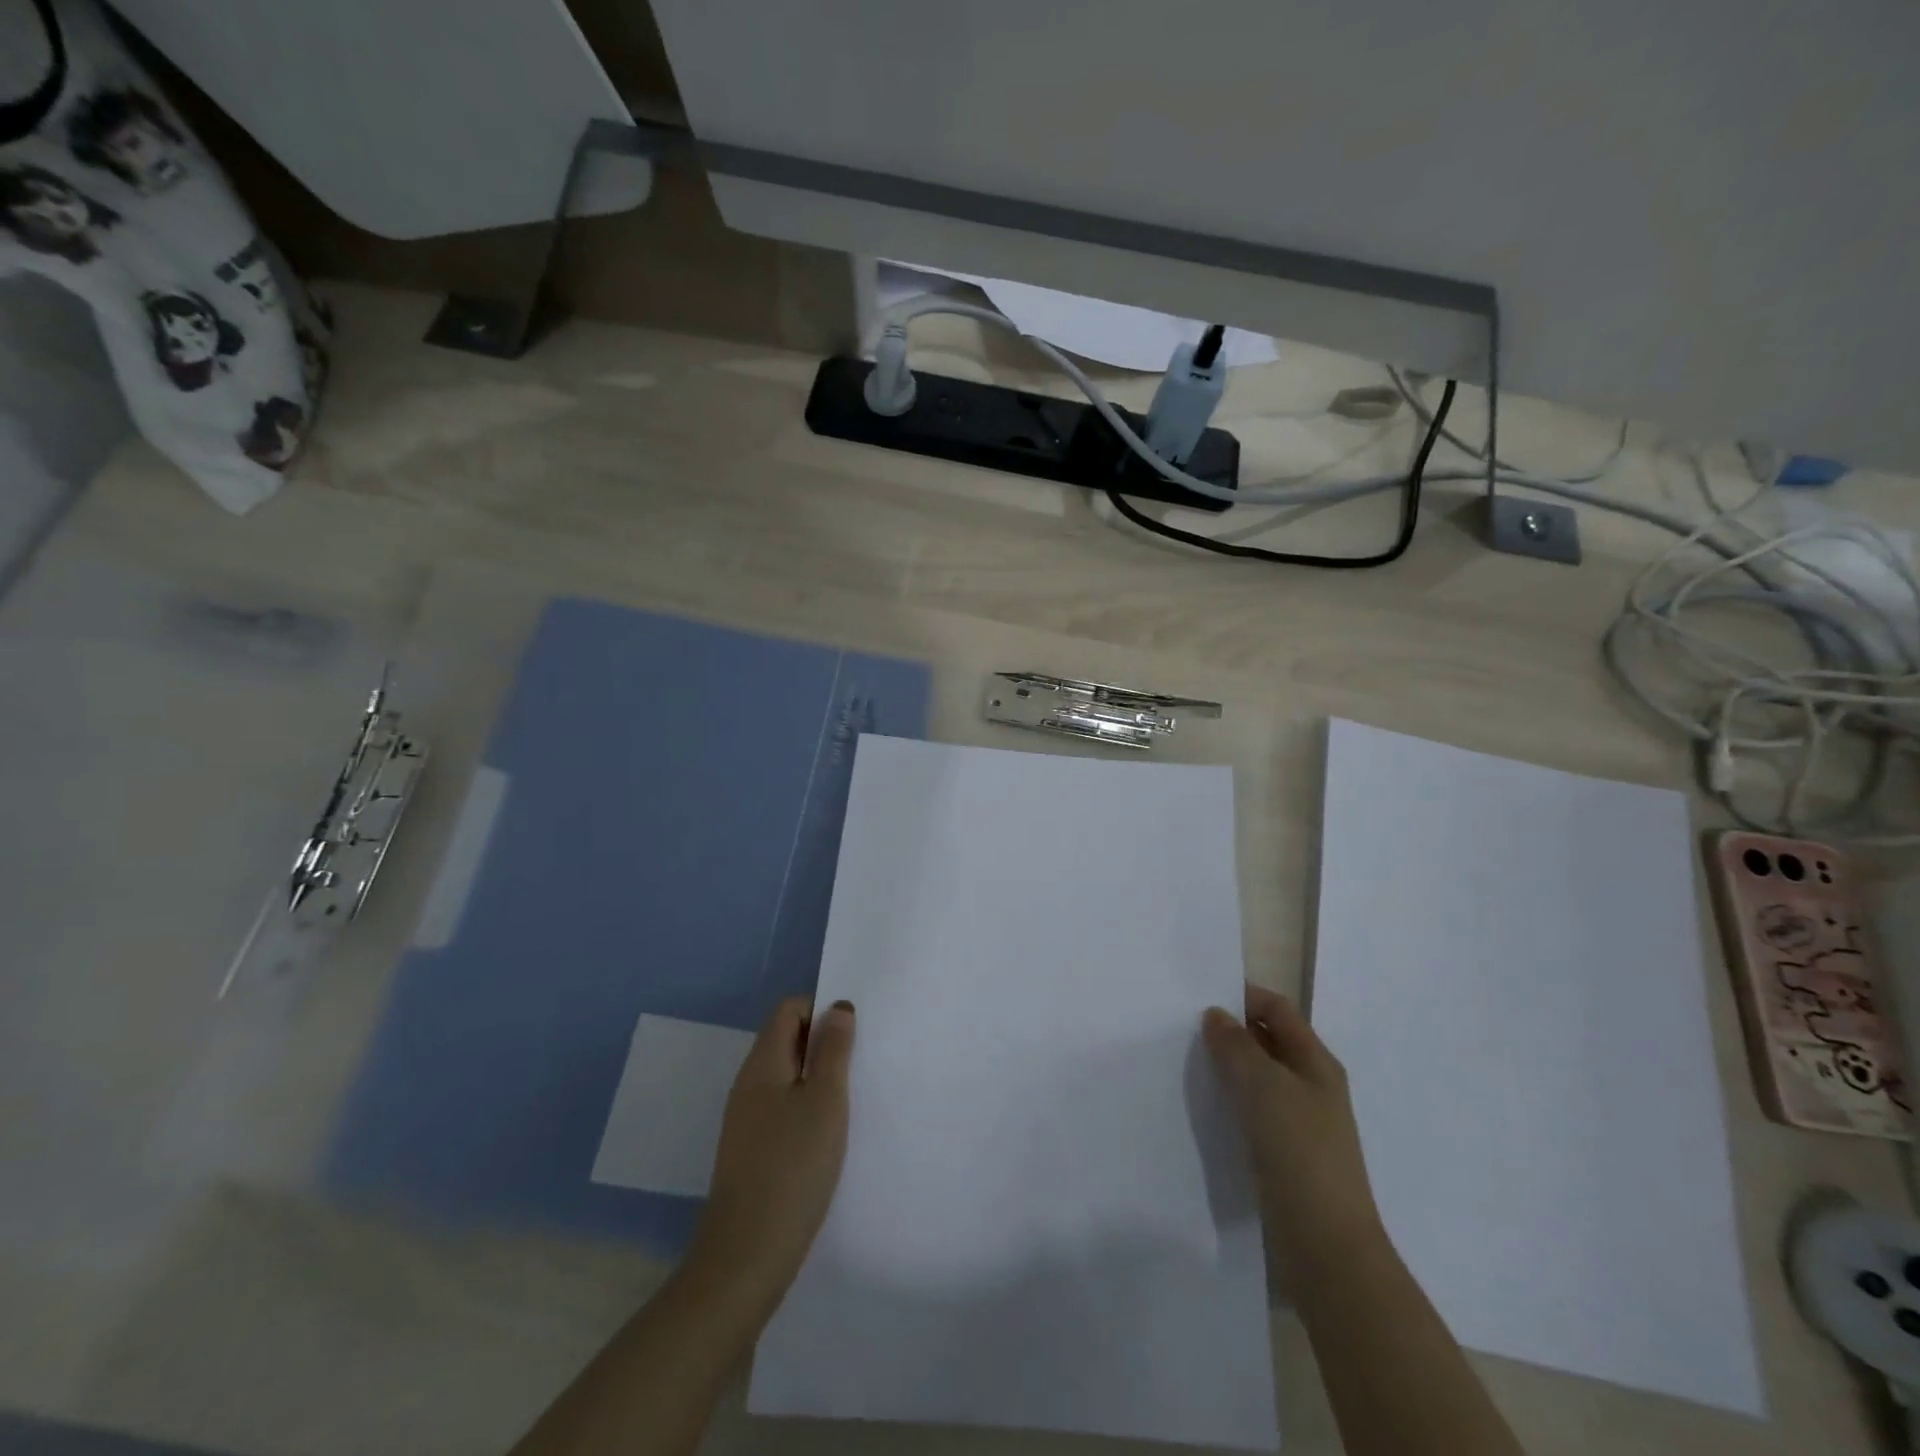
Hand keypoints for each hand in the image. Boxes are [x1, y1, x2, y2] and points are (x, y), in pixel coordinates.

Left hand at [688, 996, 854, 1310]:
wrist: (747, 1257)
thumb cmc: (792, 1168)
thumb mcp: (825, 1102)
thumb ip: (833, 1051)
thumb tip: (838, 1008)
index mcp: (762, 1063)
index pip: (789, 1010)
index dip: (821, 1011)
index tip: (852, 1037)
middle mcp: (749, 1084)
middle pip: (787, 1040)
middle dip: (824, 1044)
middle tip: (860, 1066)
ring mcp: (747, 1119)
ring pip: (787, 1077)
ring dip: (819, 1079)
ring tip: (851, 1101)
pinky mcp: (752, 1150)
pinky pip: (783, 1108)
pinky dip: (807, 1109)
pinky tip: (829, 1135)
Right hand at [1203, 983, 1383, 1266]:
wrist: (1326, 1246)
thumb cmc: (1299, 1151)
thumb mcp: (1264, 1086)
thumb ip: (1237, 1045)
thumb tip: (1216, 1014)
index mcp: (1316, 1062)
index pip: (1279, 1009)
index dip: (1244, 996)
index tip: (1200, 997)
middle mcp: (1312, 1086)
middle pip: (1269, 1041)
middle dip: (1231, 1032)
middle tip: (1184, 1029)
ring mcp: (1301, 1123)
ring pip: (1258, 1079)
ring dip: (1227, 1068)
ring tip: (1186, 1064)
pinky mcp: (1285, 1155)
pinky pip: (1253, 1112)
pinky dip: (1230, 1102)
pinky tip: (1204, 1108)